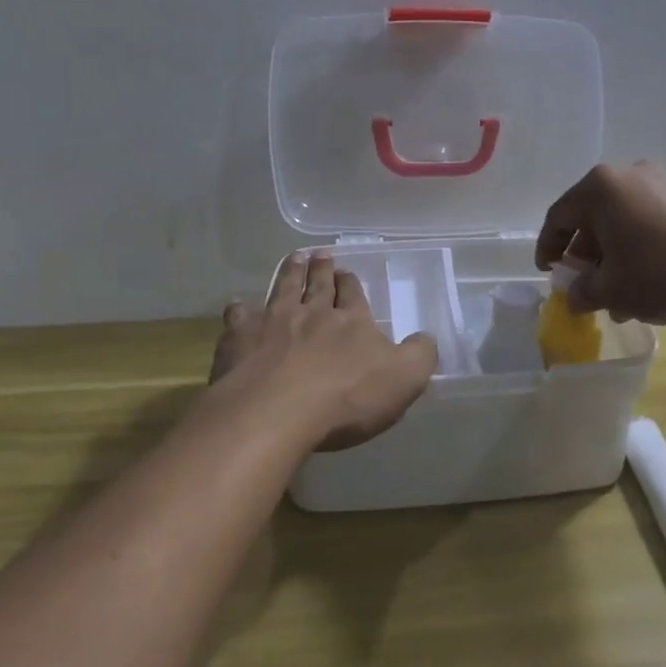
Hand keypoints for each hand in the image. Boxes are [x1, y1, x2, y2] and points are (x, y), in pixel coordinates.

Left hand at [209, 252, 437, 450]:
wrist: (276, 411)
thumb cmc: (345, 399)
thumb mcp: (403, 380)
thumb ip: (420, 356)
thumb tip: (426, 338)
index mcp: (352, 323)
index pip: (353, 296)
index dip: (351, 284)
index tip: (347, 272)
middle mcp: (313, 313)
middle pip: (319, 285)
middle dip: (322, 269)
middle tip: (320, 254)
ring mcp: (274, 322)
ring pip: (283, 289)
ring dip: (290, 272)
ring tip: (294, 258)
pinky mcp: (240, 339)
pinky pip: (239, 316)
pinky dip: (240, 309)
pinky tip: (238, 306)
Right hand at [535, 162, 665, 323]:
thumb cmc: (656, 272)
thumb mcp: (610, 290)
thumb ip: (583, 292)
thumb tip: (575, 297)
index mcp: (599, 187)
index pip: (559, 216)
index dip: (548, 247)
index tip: (548, 272)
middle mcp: (628, 175)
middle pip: (592, 216)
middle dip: (585, 255)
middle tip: (585, 286)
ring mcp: (661, 183)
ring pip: (622, 221)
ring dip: (612, 257)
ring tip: (617, 297)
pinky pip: (648, 222)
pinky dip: (637, 248)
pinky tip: (645, 283)